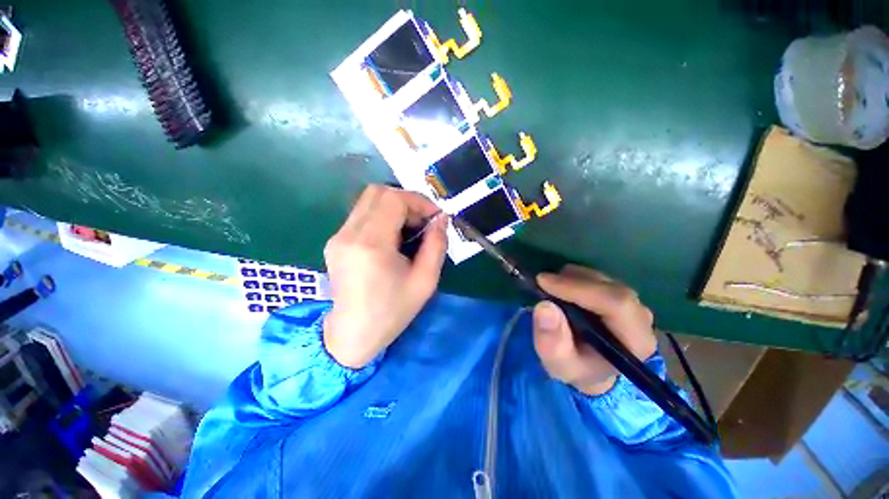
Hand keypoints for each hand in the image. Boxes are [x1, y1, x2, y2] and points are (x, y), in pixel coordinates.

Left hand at [323, 185, 447, 368]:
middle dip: (407, 201)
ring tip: (410, 230)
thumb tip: (441, 219)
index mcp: (371, 245)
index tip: (435, 217)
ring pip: (368, 201)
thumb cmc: (392, 312)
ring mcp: (338, 236)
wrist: (352, 334)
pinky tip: (393, 238)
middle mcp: (349, 234)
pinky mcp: (335, 241)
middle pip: (377, 192)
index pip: (393, 199)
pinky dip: (382, 216)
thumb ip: (437, 245)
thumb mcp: (425, 281)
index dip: (418, 201)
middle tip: (423, 222)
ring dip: (395, 208)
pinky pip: (362, 215)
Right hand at [532, 265, 656, 395]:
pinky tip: (561, 290)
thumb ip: (551, 341)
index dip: (579, 288)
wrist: (590, 367)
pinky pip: (596, 277)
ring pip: (601, 278)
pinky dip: (574, 277)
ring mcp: (632, 302)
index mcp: (635, 340)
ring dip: (571, 278)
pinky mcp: (619, 293)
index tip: (544, 282)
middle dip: (571, 281)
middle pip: (609, 287)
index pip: (616, 303)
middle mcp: (641, 317)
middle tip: (541, 283)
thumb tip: (544, 306)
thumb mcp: (558, 363)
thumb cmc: (576, 368)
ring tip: (550, 290)